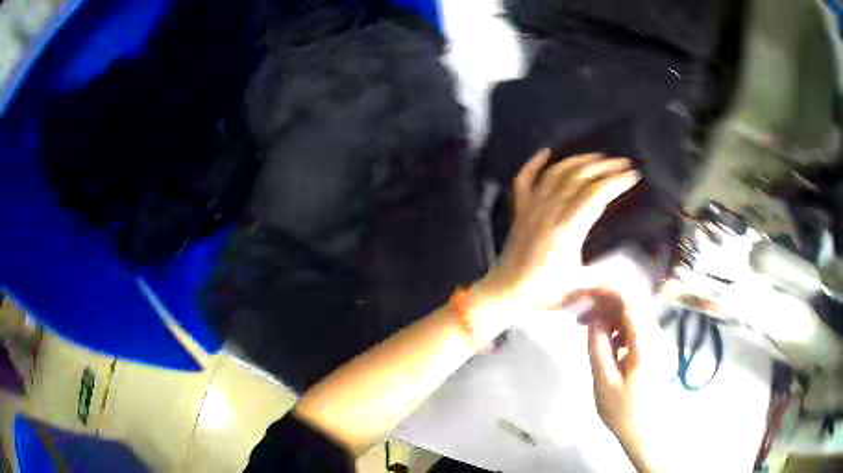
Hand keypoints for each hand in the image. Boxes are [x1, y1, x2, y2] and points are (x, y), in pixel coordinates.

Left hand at [477, 150, 639, 313]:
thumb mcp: (580, 287)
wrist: (506, 292)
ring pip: (556, 172)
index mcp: (567, 230)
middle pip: (579, 177)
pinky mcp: (520, 209)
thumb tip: (629, 276)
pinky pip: (525, 179)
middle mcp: (549, 211)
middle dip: (605, 166)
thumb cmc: (544, 293)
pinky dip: (535, 163)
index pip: (596, 194)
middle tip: (624, 162)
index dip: (616, 181)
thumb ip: (604, 278)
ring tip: (600, 156)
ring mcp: (532, 207)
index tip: (634, 176)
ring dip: (580, 160)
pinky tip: (547, 152)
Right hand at [587, 290, 669, 472]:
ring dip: (607, 314)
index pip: (628, 301)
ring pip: (629, 314)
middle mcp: (651, 335)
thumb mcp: (604, 382)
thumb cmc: (623, 410)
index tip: (584, 290)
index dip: (607, 289)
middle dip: (603, 301)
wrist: (643, 429)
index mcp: (642, 342)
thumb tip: (592, 320)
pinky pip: (630, 327)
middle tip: (579, 313)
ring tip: (585, 326)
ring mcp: (650, 341)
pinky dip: (614, 327)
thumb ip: (598, 348)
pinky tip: (602, 340)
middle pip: (629, 303)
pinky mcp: (647, 348)